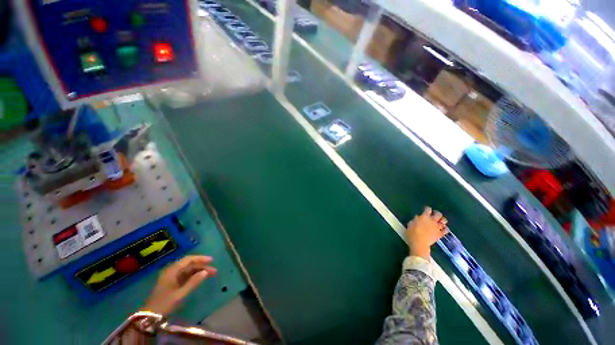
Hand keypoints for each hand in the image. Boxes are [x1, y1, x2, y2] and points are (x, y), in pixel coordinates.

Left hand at [142, 255, 216, 314]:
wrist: (149, 316)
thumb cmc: (165, 303)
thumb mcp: (180, 294)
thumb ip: (193, 282)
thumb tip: (206, 272)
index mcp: (172, 270)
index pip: (188, 259)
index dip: (201, 258)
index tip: (211, 260)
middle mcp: (171, 271)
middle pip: (189, 265)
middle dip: (202, 266)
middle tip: (214, 270)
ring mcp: (171, 277)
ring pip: (188, 270)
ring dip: (199, 271)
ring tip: (210, 275)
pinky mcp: (171, 284)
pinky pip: (185, 276)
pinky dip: (194, 276)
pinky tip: (200, 279)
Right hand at [406, 207, 448, 259]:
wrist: (419, 243)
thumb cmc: (412, 233)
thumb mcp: (410, 224)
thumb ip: (415, 220)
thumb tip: (417, 217)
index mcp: (424, 217)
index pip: (428, 209)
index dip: (427, 208)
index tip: (426, 209)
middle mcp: (432, 220)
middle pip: (438, 214)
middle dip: (437, 213)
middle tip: (434, 214)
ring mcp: (437, 227)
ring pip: (444, 220)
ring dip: (442, 220)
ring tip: (439, 221)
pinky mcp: (440, 234)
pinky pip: (446, 230)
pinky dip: (445, 228)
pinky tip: (443, 229)